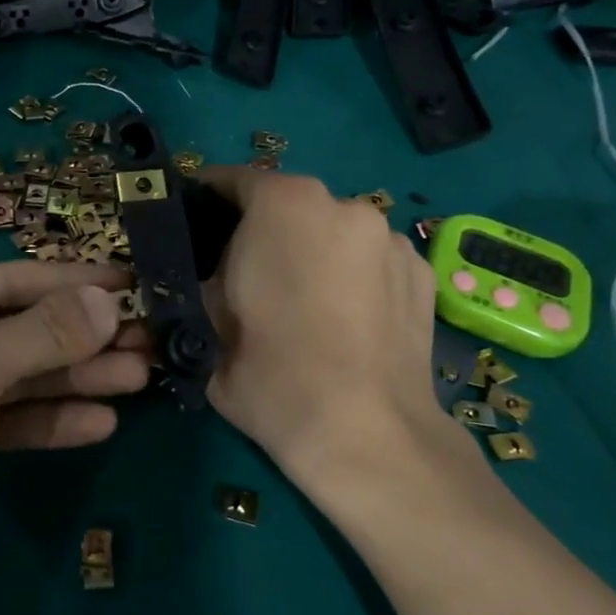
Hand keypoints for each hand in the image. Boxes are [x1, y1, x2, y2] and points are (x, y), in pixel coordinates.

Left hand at [0, 262, 148, 614]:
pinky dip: (57, 419)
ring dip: (82, 377)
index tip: (135, 285)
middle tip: (151, 338)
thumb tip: (110, 302)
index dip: (75, 282)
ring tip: (141, 377)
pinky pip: (20, 419)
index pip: (16, 280)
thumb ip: (44, 333)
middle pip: (28, 328)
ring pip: (29, 375)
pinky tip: (102, 423)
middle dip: (86, 336)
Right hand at [200, 167, 464, 487]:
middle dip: (262, 230)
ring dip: (312, 251)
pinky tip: (346, 319)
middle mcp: (343, 204)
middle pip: (287, 205)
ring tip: (303, 303)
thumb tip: (207, 272)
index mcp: (283, 204)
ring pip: (332, 231)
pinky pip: (370, 259)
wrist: (364, 434)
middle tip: (246, 276)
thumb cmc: (269, 372)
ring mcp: (390, 238)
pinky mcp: (422, 274)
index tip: (193, 225)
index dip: (206, 200)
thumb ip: (200, 278)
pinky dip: (353, 275)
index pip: (232, 180)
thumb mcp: (204, 321)